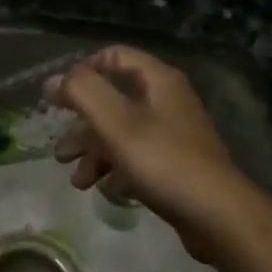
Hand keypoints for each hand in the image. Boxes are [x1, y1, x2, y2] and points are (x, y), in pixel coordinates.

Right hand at [50, 46, 271, 266]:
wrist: (218, 215)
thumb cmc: (163, 160)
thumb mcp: (116, 122)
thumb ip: (83, 92)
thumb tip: (54, 79)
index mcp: (157, 80)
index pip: (113, 56)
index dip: (82, 72)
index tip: (58, 98)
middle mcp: (166, 101)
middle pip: (114, 100)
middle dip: (82, 125)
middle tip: (60, 151)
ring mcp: (173, 134)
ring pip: (122, 133)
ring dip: (94, 153)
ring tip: (77, 181)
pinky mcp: (175, 165)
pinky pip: (137, 159)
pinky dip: (117, 171)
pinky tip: (107, 190)